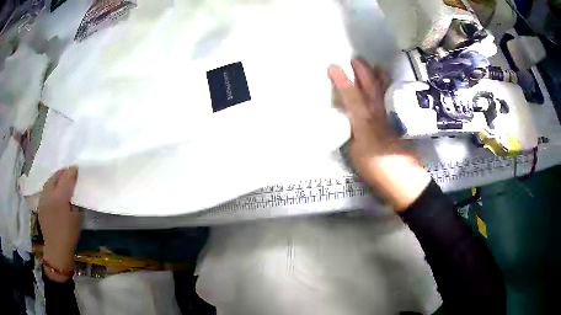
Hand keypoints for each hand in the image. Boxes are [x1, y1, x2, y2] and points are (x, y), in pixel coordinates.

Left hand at [38, 167, 80, 281]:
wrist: (56, 249)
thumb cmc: (69, 235)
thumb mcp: (76, 218)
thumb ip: (74, 202)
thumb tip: (73, 193)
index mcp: (60, 197)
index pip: (67, 178)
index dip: (72, 171)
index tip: (76, 168)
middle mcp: (49, 194)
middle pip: (56, 176)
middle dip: (63, 172)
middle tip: (69, 172)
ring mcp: (43, 198)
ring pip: (49, 181)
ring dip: (55, 178)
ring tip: (61, 178)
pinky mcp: (40, 204)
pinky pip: (45, 189)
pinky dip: (50, 186)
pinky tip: (54, 191)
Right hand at [328, 59, 430, 210]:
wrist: (403, 180)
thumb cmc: (376, 169)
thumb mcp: (355, 154)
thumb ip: (352, 134)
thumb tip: (351, 123)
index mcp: (364, 122)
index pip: (351, 96)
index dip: (341, 81)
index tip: (333, 66)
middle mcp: (378, 115)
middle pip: (370, 89)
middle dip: (362, 72)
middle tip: (355, 59)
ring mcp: (390, 118)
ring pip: (384, 92)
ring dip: (379, 77)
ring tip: (376, 65)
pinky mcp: (399, 123)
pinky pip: (392, 100)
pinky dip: (390, 90)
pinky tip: (390, 87)